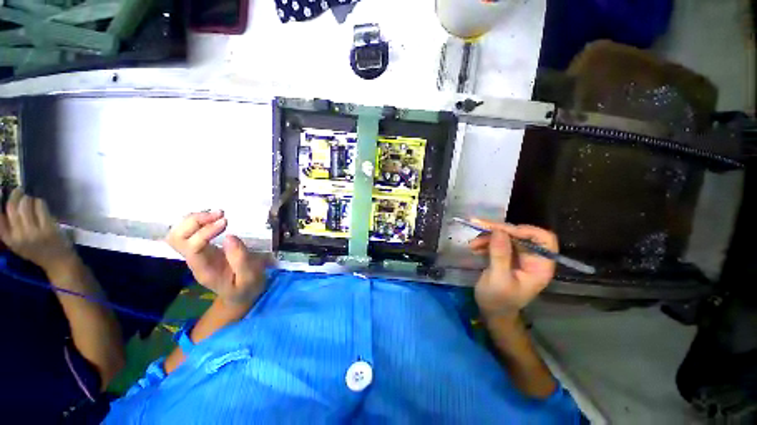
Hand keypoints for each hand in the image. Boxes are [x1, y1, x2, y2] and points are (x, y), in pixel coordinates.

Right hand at [0, 188, 76, 272]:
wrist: (58, 262)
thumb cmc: (37, 251)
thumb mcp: (17, 243)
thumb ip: (8, 229)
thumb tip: (3, 207)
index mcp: (9, 240)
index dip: (0, 202)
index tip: (2, 192)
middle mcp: (19, 235)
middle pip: (12, 207)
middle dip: (15, 196)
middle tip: (19, 191)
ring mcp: (34, 232)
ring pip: (26, 205)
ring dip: (28, 198)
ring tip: (30, 199)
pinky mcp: (47, 228)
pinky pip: (40, 207)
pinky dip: (39, 202)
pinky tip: (39, 203)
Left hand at [166, 210, 268, 307]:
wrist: (240, 295)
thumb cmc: (247, 288)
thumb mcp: (249, 278)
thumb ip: (241, 260)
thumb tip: (230, 236)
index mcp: (204, 270)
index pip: (192, 247)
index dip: (205, 232)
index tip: (226, 222)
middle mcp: (194, 260)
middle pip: (177, 238)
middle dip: (194, 222)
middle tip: (220, 214)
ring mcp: (195, 254)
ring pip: (178, 233)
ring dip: (194, 219)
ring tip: (218, 214)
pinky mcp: (201, 248)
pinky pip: (188, 232)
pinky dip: (197, 221)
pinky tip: (214, 218)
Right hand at [468, 218, 557, 317]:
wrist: (491, 311)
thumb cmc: (498, 300)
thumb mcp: (498, 279)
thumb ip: (500, 255)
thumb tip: (499, 230)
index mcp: (539, 266)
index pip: (543, 239)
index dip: (524, 230)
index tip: (501, 230)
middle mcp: (532, 257)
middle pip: (520, 234)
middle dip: (498, 231)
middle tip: (478, 228)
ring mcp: (518, 256)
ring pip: (506, 236)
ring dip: (488, 236)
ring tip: (473, 245)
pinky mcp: (506, 255)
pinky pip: (497, 241)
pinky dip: (485, 242)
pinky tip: (474, 248)